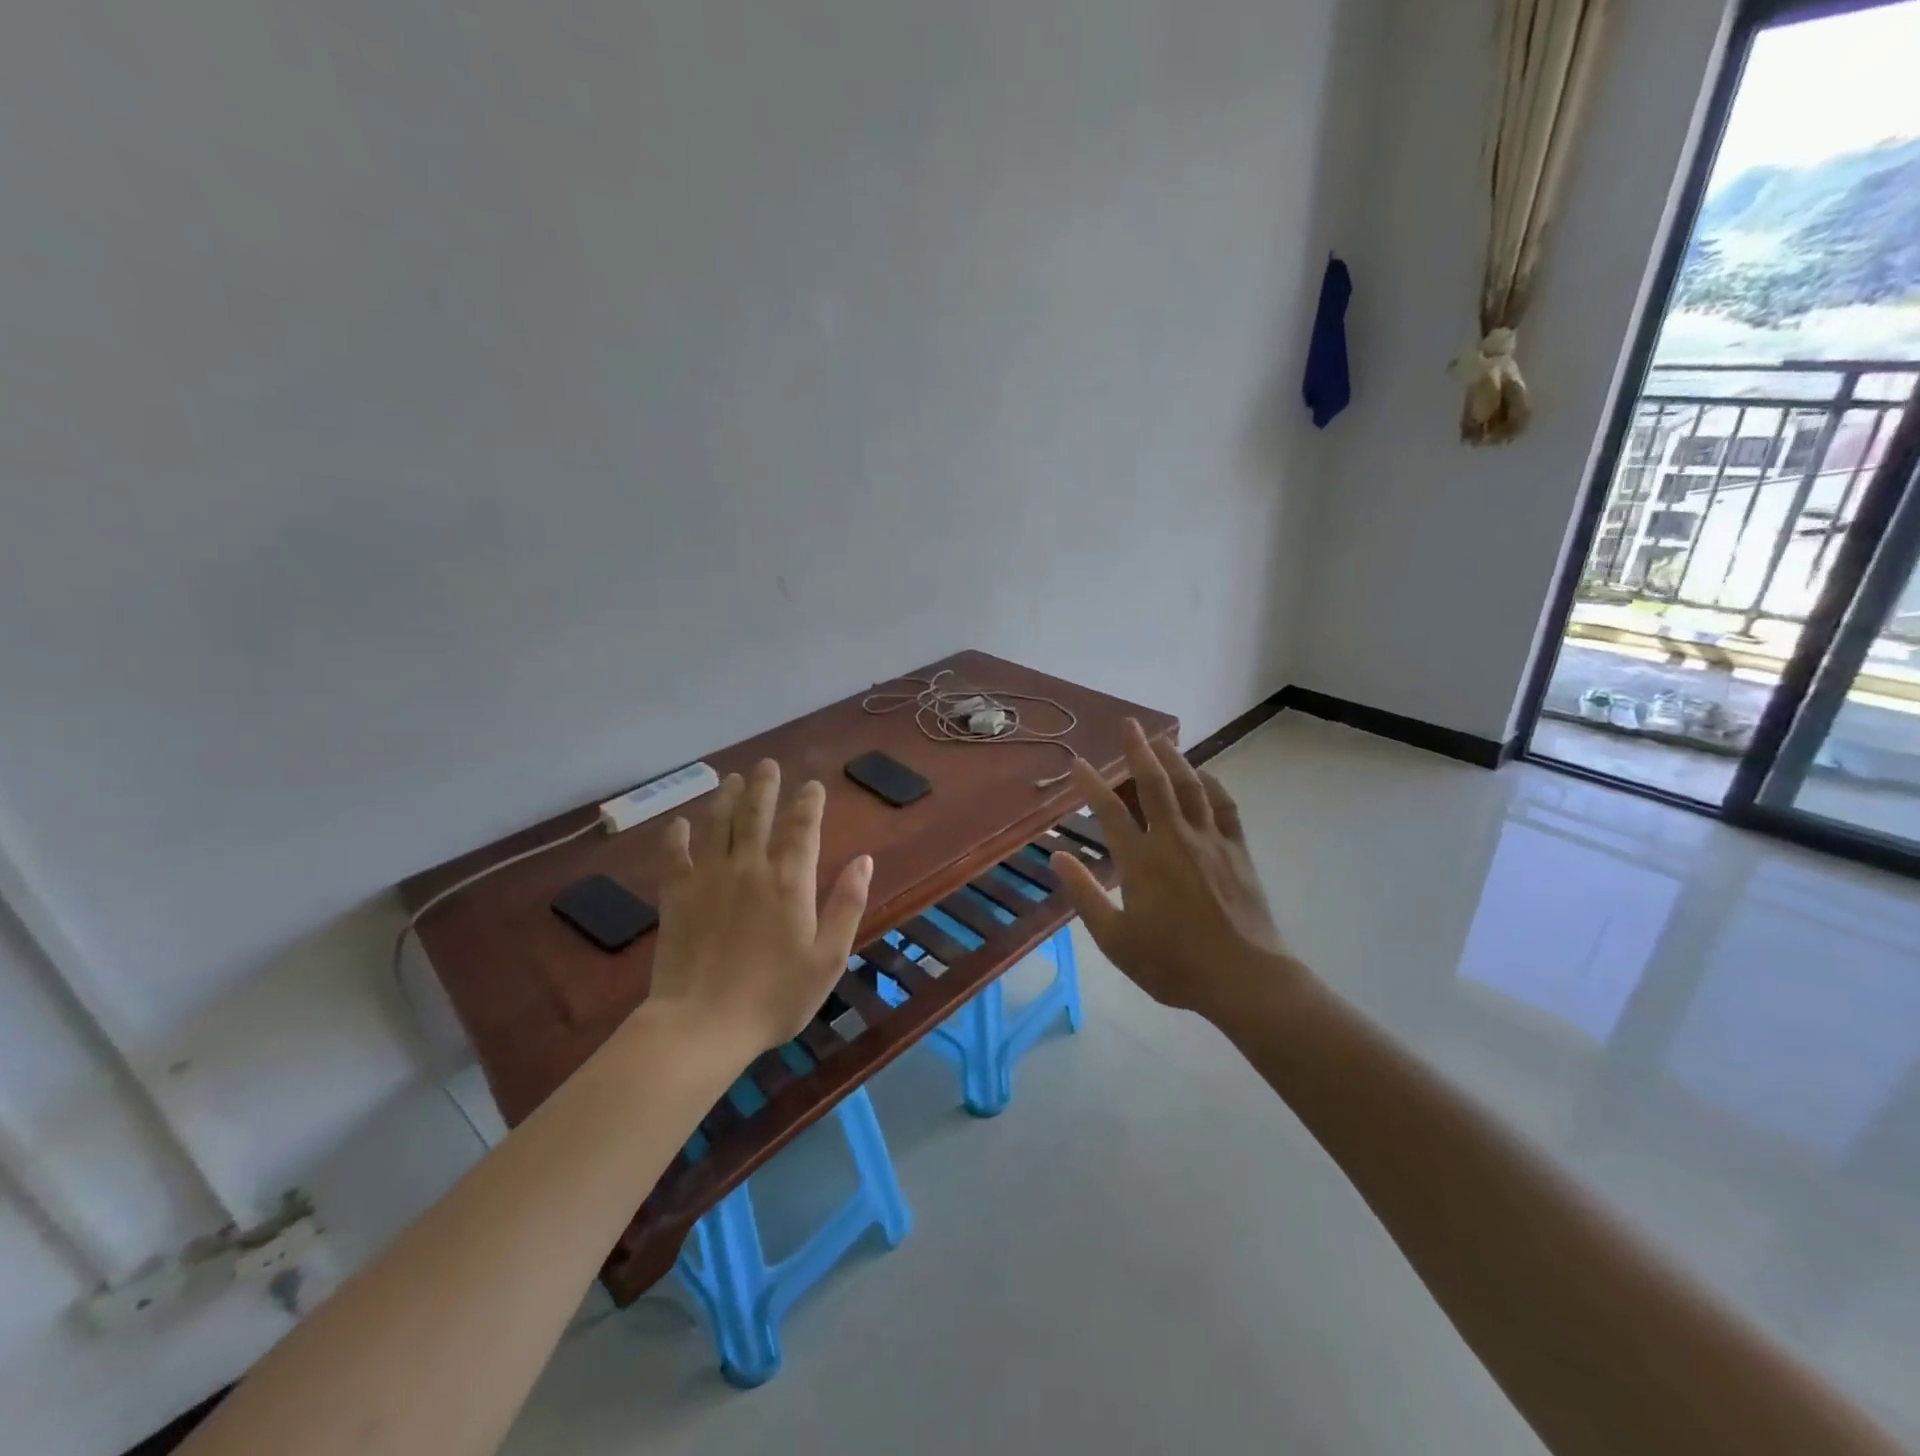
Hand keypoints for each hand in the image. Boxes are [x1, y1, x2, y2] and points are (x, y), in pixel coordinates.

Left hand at [646, 759, 872, 1056]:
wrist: (703, 1025)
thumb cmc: (775, 996)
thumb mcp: (828, 958)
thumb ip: (847, 904)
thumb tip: (863, 860)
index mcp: (790, 881)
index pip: (801, 827)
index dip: (808, 802)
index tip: (812, 785)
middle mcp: (749, 867)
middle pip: (757, 813)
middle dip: (765, 786)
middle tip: (768, 765)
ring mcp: (709, 878)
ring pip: (718, 824)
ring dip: (726, 797)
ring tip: (733, 779)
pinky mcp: (676, 896)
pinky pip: (675, 855)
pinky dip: (677, 836)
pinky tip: (679, 824)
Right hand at [1051, 719, 1299, 1021]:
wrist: (1243, 978)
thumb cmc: (1172, 963)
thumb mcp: (1116, 940)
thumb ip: (1085, 895)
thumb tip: (1058, 857)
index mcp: (1141, 861)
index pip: (1109, 811)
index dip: (1091, 783)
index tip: (1077, 763)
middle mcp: (1174, 839)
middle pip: (1153, 784)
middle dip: (1137, 751)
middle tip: (1128, 724)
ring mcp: (1210, 841)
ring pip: (1190, 787)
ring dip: (1174, 759)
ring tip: (1161, 739)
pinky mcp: (1237, 850)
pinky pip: (1224, 806)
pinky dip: (1211, 785)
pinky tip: (1204, 776)